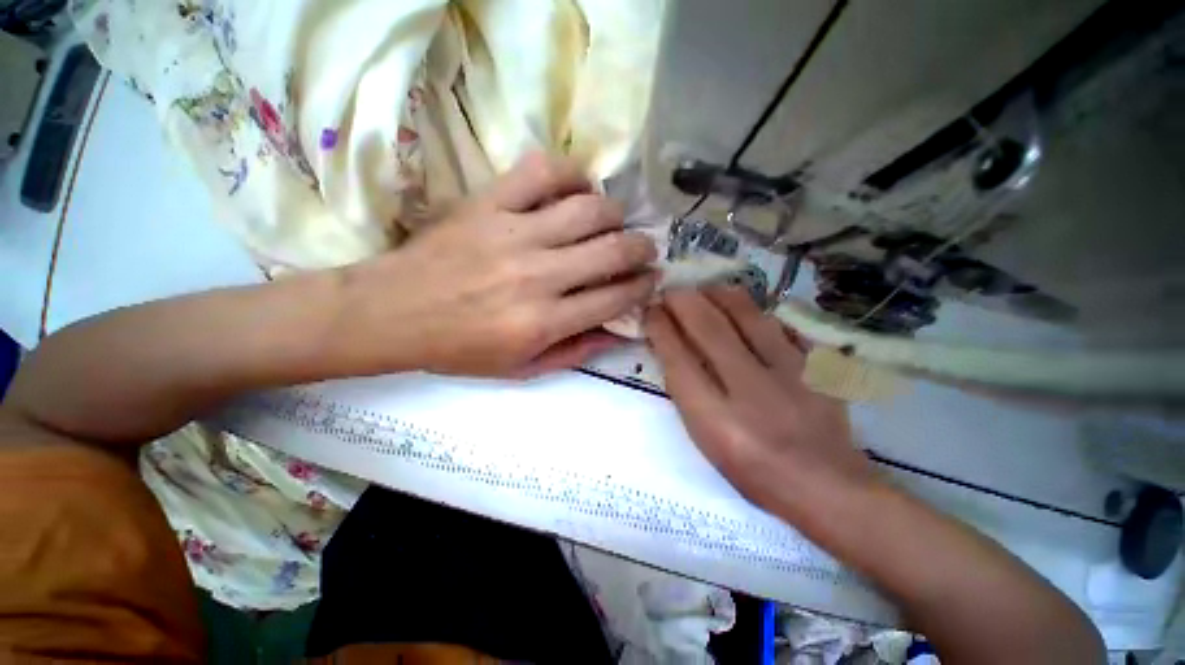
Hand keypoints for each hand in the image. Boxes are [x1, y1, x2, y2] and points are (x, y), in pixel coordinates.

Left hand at [334, 153, 657, 377]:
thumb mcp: (521, 369)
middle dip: (642, 249)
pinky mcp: (489, 204)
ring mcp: (513, 233)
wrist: (392, 312)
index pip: (615, 298)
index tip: (651, 281)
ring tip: (614, 223)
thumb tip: (619, 332)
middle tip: (645, 250)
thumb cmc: (458, 348)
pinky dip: (571, 174)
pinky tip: (577, 188)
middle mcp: (537, 276)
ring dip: (615, 215)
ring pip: (589, 209)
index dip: (642, 288)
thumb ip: (575, 352)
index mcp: (544, 322)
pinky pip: (542, 172)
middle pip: (613, 250)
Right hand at [644, 286, 873, 509]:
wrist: (823, 485)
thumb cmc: (751, 470)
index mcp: (715, 419)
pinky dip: (755, 311)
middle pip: (708, 327)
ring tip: (703, 291)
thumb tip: (670, 346)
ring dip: (717, 296)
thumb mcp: (705, 439)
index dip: (660, 328)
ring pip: (747, 314)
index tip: (650, 311)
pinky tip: (744, 310)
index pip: (677, 358)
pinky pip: (779, 323)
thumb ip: (686, 392)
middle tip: (670, 292)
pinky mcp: (816, 366)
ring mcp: (790, 373)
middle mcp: (750, 391)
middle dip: (682, 301)